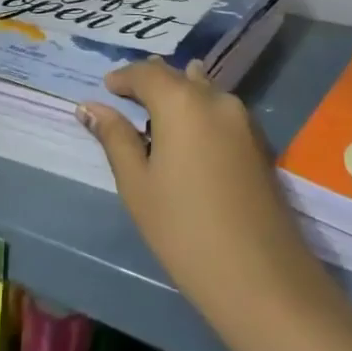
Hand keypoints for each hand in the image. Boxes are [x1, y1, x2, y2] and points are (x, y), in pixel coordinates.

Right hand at [78, 59, 319, 326]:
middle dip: (151, 83)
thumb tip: (89, 107)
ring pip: (203, 91)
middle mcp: (216, 98)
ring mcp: (244, 119)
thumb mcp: (138, 185)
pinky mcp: (259, 142)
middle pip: (178, 76)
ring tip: (157, 117)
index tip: (107, 88)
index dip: (123, 77)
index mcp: (182, 101)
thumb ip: (115, 138)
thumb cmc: (185, 231)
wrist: (262, 277)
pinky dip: (200, 112)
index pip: (146, 73)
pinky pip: (221, 111)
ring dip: (179, 95)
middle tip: (127, 100)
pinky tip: (190, 138)